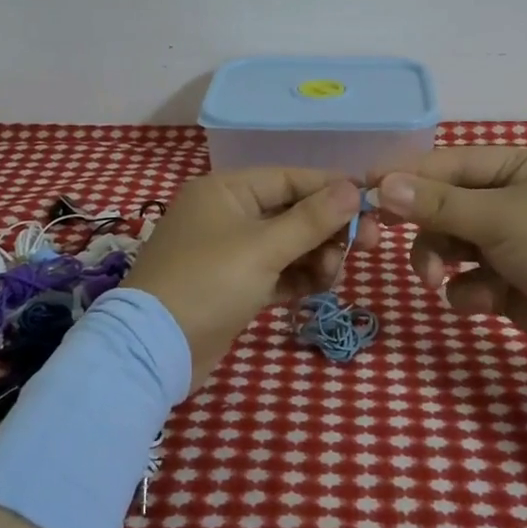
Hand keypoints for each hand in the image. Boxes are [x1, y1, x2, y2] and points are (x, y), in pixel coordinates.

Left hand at [125, 168, 379, 384]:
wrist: (155, 350)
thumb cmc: (209, 283)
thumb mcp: (264, 248)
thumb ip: (312, 219)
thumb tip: (353, 188)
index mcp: (227, 190)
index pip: (290, 178)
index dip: (332, 188)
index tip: (371, 203)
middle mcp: (227, 213)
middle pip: (292, 211)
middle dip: (328, 229)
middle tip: (369, 245)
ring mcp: (229, 251)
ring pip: (287, 244)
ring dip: (316, 256)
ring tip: (333, 276)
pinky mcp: (233, 285)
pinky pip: (276, 271)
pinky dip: (298, 277)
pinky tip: (321, 287)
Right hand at [375, 147, 526, 370]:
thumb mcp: (498, 217)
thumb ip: (437, 203)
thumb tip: (381, 184)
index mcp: (514, 168)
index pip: (446, 165)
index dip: (405, 176)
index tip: (364, 189)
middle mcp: (509, 200)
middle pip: (442, 206)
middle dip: (422, 228)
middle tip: (383, 236)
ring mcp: (508, 244)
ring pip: (448, 246)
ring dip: (438, 262)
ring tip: (440, 281)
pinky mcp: (508, 284)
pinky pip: (467, 280)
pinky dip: (468, 291)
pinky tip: (484, 301)